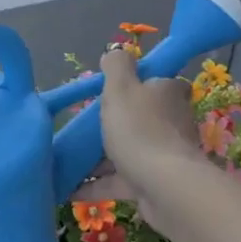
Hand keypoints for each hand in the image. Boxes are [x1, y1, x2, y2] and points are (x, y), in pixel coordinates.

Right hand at [73, 46, 206, 233]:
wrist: (163, 186)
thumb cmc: (138, 128)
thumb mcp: (120, 88)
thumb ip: (116, 66)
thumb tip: (116, 51)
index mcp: (167, 94)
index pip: (161, 83)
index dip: (141, 84)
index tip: (115, 92)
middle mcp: (171, 123)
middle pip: (142, 118)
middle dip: (115, 124)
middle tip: (83, 126)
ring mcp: (163, 156)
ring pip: (129, 151)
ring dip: (101, 158)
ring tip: (69, 160)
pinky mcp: (153, 184)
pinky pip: (120, 181)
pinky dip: (97, 184)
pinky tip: (70, 189)